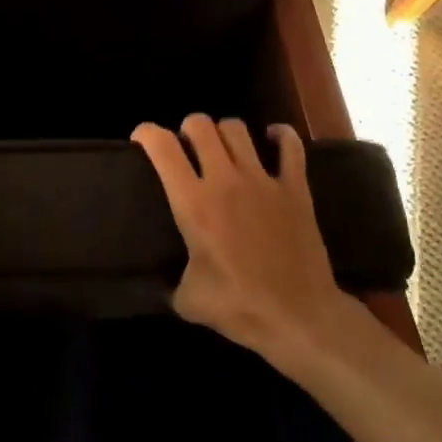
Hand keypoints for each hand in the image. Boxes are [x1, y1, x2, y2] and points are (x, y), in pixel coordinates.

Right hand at [132, 115, 348, 362]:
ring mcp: (263, 180)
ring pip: (237, 129)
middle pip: (200, 125)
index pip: (162, 146)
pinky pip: (290, 145)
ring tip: (222, 149)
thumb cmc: (239, 307)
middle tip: (186, 148)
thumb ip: (170, 281)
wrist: (300, 317)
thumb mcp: (187, 300)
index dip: (146, 133)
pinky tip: (271, 140)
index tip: (141, 141)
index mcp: (193, 203)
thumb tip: (161, 282)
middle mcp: (225, 180)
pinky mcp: (295, 188)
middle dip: (187, 129)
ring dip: (223, 133)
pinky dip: (279, 136)